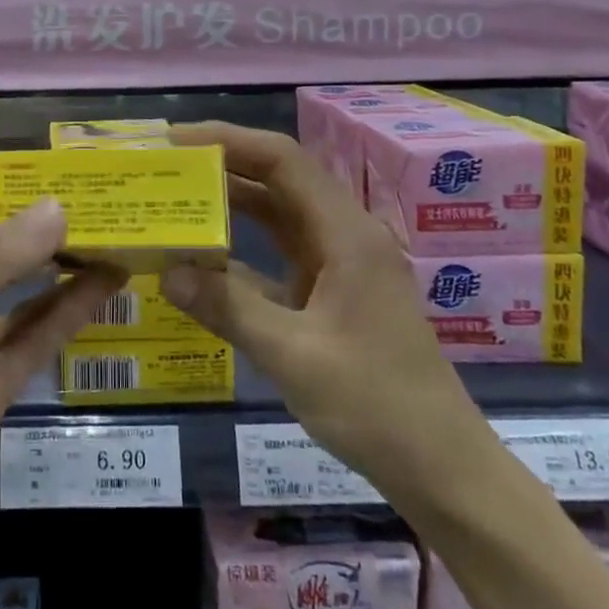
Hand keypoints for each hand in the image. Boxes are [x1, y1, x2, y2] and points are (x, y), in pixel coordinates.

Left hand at [0, 201, 121, 561]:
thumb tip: (59, 206)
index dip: (34, 200)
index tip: (90, 183)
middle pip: (13, 258)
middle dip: (58, 238)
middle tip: (123, 215)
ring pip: (29, 302)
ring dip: (69, 278)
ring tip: (124, 250)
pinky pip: (33, 346)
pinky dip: (65, 322)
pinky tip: (102, 298)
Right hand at [161, 123, 471, 477]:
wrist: (443, 469)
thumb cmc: (377, 406)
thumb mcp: (293, 356)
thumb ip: (228, 307)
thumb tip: (167, 270)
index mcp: (346, 234)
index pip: (283, 160)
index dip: (229, 140)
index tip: (176, 140)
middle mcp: (344, 235)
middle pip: (280, 178)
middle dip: (223, 165)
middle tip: (165, 165)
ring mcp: (340, 263)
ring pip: (279, 213)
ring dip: (231, 202)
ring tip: (175, 195)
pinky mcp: (332, 291)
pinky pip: (281, 252)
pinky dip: (243, 246)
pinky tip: (203, 254)